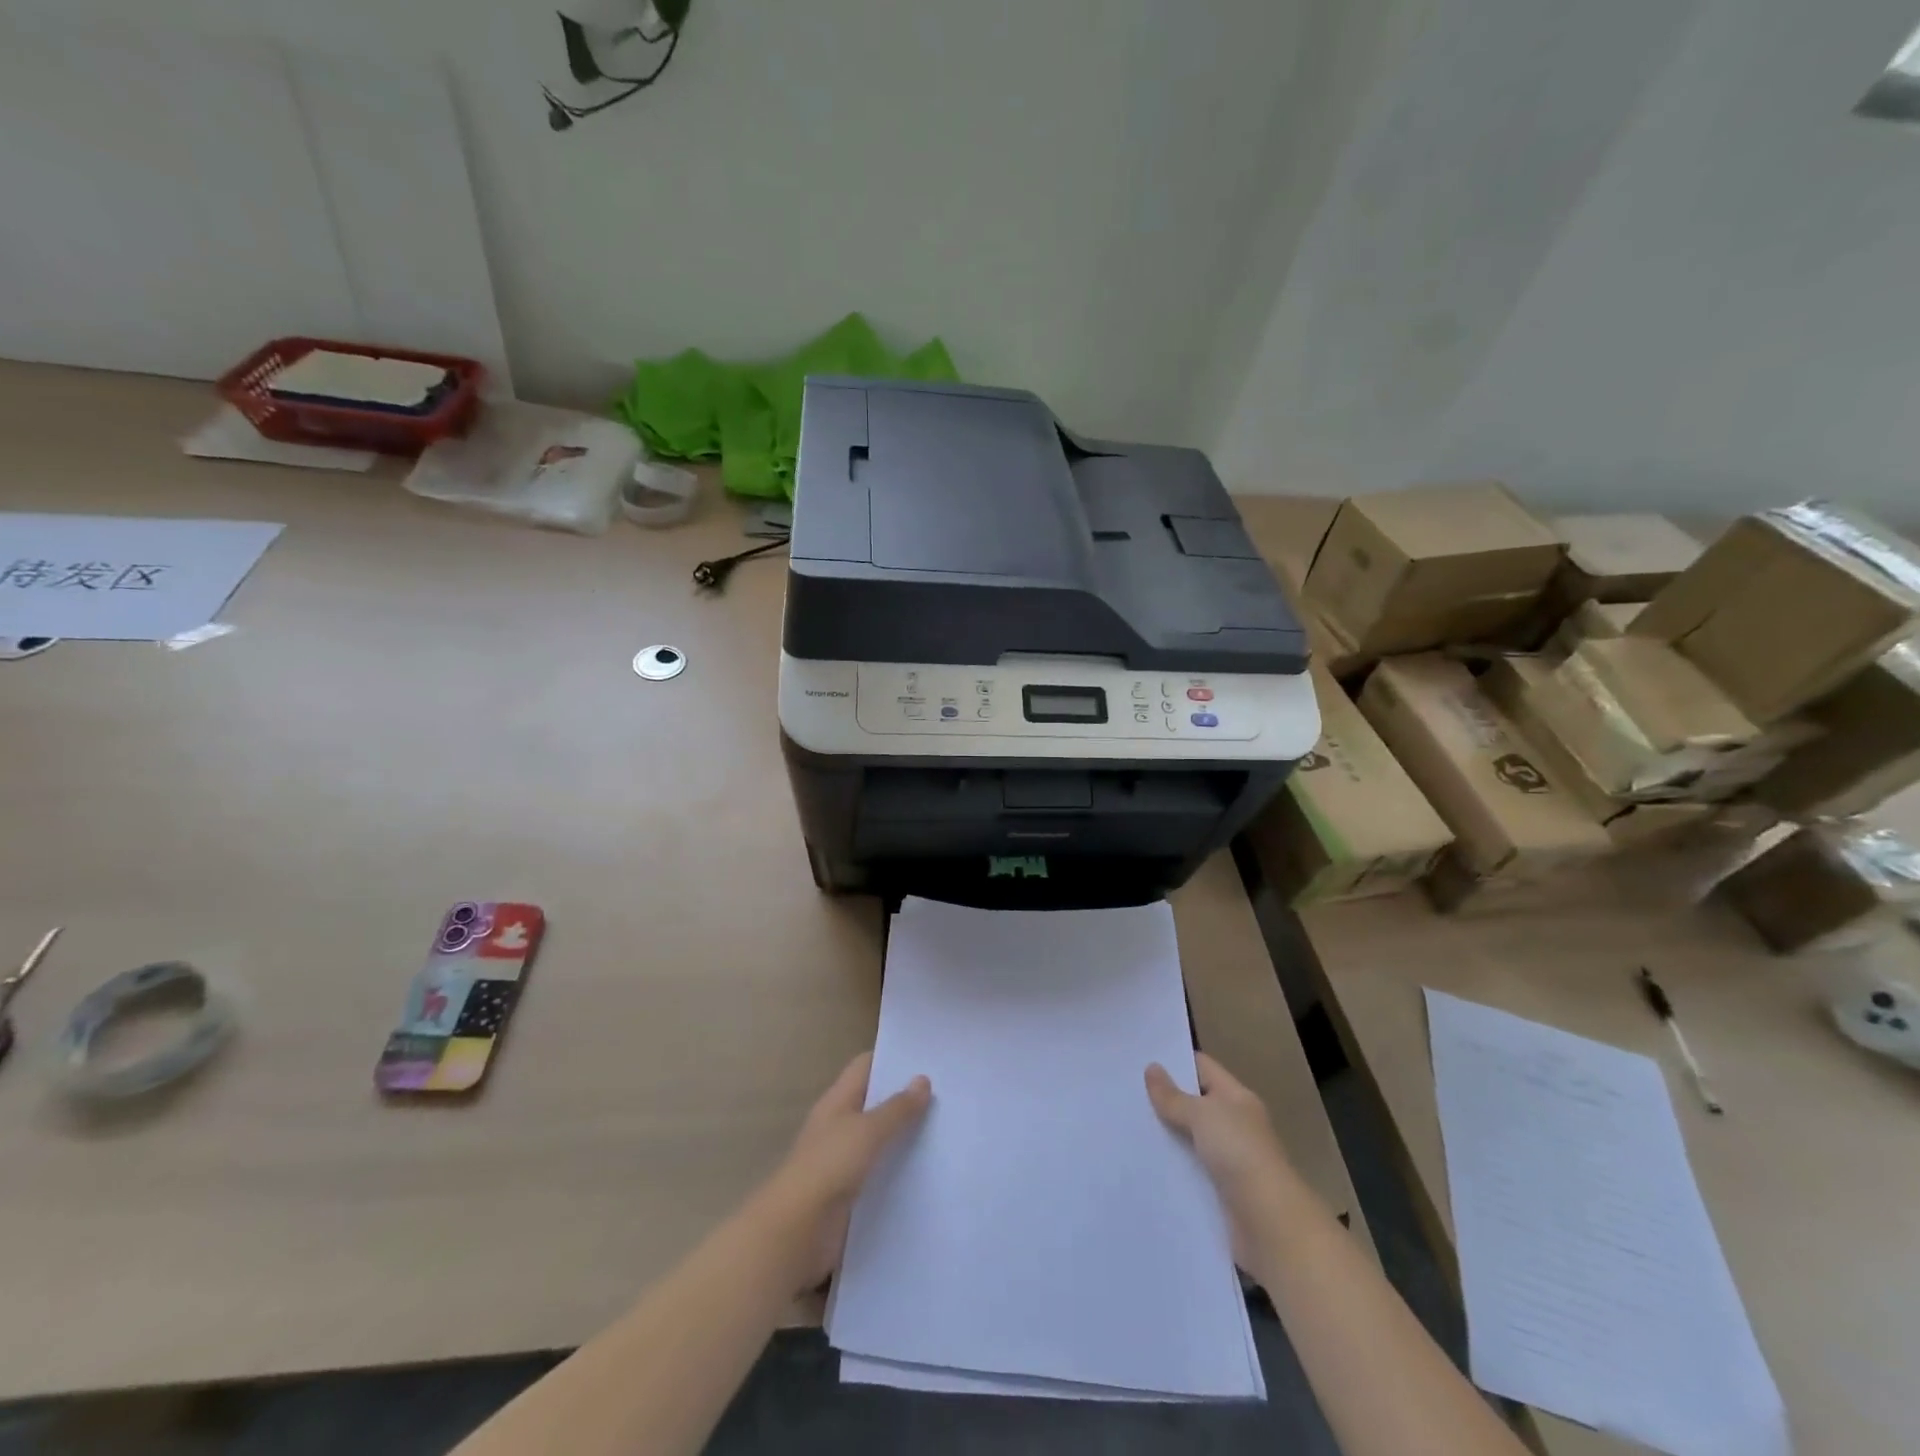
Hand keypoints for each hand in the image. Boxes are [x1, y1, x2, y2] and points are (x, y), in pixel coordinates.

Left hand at [754, 1052, 931, 1292]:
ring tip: (946, 1131)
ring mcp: (843, 1160)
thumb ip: (897, 1108)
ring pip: (880, 1139)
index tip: (926, 1059)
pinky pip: (880, 1173)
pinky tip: (928, 1173)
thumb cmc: (829, 1167)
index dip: (892, 1058)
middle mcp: (840, 1125)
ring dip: (905, 1137)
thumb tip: (923, 1080)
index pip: (866, 1066)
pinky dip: (899, 1171)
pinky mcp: (850, 1193)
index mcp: (838, 1100)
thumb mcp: (867, 1131)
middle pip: (875, 1102)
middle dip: (905, 1099)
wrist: (796, 1232)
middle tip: (946, 1095)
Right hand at [1145, 1053, 1296, 1268]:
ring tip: (1127, 1126)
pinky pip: (1191, 1170)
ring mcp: (1230, 1159)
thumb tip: (1152, 1068)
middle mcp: (1235, 1124)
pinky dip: (1172, 1167)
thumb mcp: (1202, 1116)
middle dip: (1165, 1099)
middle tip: (1126, 1092)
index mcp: (1237, 1098)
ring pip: (1190, 1138)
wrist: (1269, 1224)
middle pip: (1195, 1103)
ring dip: (1166, 1135)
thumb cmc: (1239, 1154)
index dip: (1175, 1061)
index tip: (1142, 1058)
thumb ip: (1174, 1096)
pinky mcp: (1221, 1191)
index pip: (1203, 1067)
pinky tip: (1144, 1163)